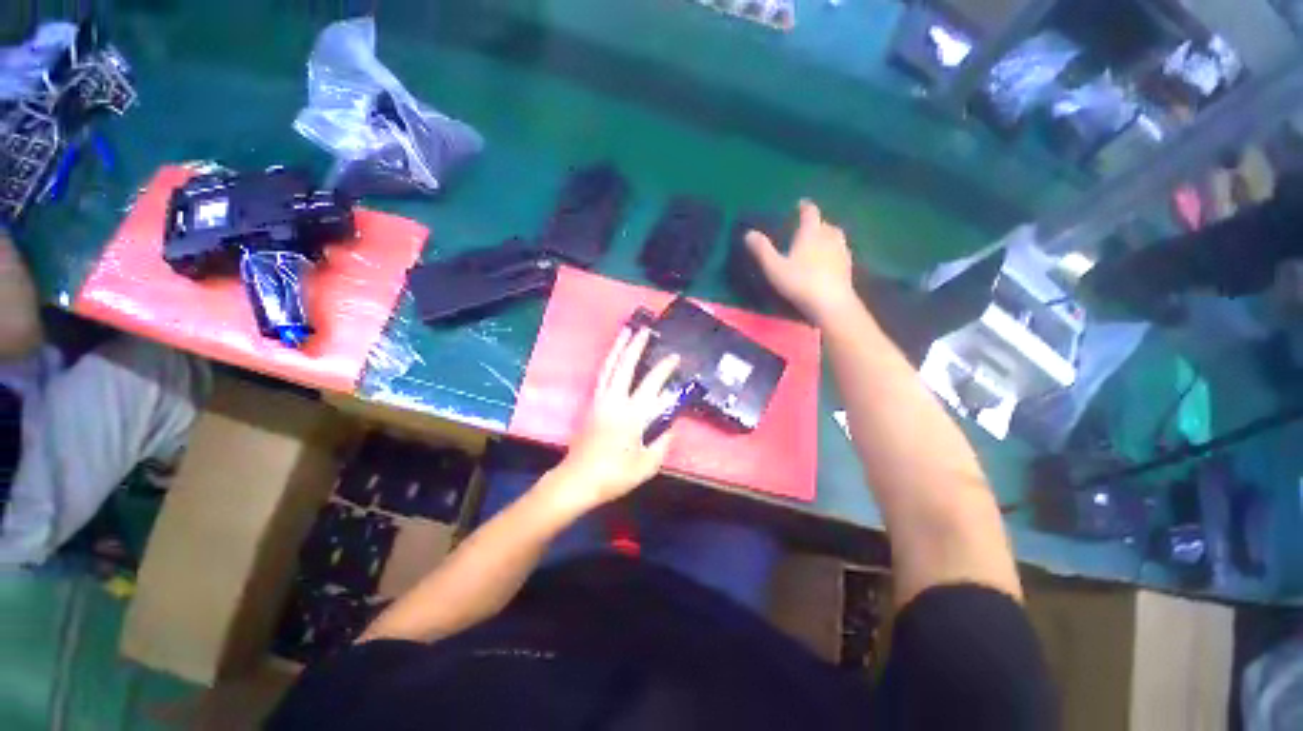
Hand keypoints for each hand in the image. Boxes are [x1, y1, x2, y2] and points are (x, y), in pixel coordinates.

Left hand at [549, 327, 680, 510]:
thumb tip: (671, 420)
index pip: (652, 384)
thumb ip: (663, 440)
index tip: (674, 357)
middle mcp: (614, 401)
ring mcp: (600, 400)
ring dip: (619, 348)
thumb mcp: (648, 463)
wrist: (578, 479)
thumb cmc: (615, 474)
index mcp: (632, 414)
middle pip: (625, 366)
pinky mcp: (591, 404)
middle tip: (645, 330)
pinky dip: (609, 362)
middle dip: (636, 346)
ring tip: (626, 332)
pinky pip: (601, 376)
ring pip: (609, 367)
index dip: (664, 368)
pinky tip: (613, 357)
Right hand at [745, 199, 857, 324]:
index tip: (800, 204)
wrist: (831, 303)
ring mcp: (841, 251)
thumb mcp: (775, 267)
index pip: (810, 213)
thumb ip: (762, 250)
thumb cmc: (800, 282)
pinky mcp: (848, 267)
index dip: (805, 207)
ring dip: (827, 236)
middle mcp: (829, 237)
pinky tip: (828, 261)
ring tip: (818, 243)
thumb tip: (749, 233)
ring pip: (836, 237)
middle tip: (807, 228)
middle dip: (817, 223)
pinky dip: (834, 251)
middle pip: (825, 224)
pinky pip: (841, 252)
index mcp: (811, 233)